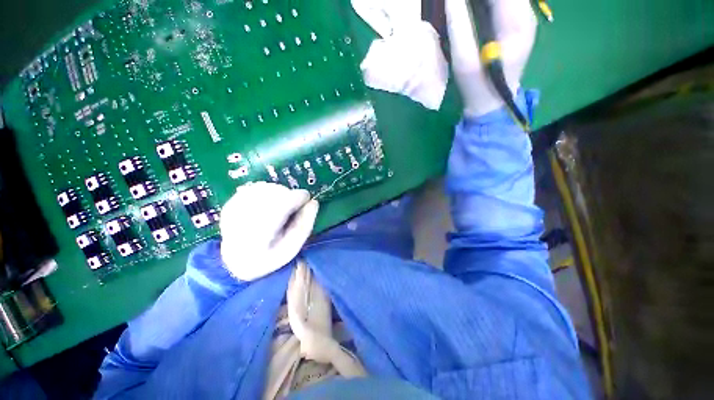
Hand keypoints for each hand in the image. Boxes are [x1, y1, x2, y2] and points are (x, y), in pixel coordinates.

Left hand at [219, 182, 318, 281]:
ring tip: (280, 209)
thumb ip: (305, 224)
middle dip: (290, 197)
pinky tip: (268, 205)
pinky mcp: (231, 203)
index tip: (307, 200)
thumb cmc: (270, 256)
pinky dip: (268, 193)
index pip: (283, 204)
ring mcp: (234, 209)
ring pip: (266, 188)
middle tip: (292, 208)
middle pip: (275, 193)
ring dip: (279, 194)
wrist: (236, 261)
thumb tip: (314, 202)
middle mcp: (243, 219)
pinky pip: (256, 188)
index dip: (299, 198)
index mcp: (260, 235)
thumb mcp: (293, 246)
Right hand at [446, 0, 536, 116]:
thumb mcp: (464, 60)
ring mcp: (521, 18)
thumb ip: (458, 26)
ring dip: (479, 0)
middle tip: (456, 3)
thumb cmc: (478, 85)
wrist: (491, 102)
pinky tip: (469, 9)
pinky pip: (499, 3)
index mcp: (517, 21)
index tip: (456, 0)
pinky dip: (484, 3)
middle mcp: (525, 14)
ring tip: (461, 6)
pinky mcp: (513, 23)